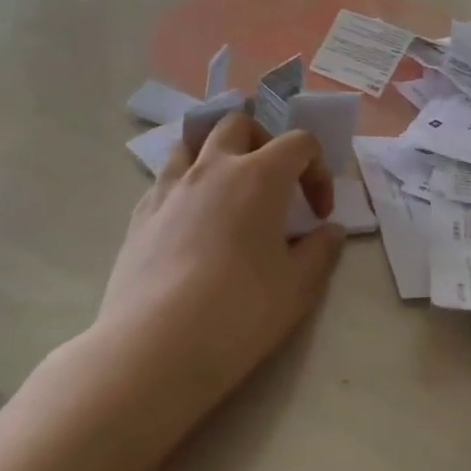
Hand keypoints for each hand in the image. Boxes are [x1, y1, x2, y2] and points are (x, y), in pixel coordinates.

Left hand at [77, 113, 345, 428]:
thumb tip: (331, 231)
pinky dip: (185, 187)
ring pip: (192, 143)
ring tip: (227, 193)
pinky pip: (165, 180)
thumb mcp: (299, 286)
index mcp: (259, 177)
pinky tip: (191, 225)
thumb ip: (322, 250)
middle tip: (274, 183)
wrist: (156, 346)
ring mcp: (170, 189)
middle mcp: (212, 169)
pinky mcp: (140, 216)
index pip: (298, 143)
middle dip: (263, 142)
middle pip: (238, 124)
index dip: (318, 170)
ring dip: (216, 155)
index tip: (319, 213)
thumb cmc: (241, 311)